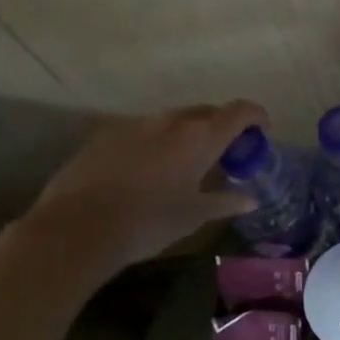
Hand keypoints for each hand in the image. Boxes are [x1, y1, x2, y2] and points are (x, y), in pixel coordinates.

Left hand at [10, 100, 266, 296]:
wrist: (76, 228)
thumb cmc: (148, 222)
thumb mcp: (194, 216)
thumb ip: (226, 202)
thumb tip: (251, 199)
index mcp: (200, 136)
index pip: (240, 111)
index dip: (257, 116)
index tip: (262, 131)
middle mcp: (172, 120)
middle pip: (207, 112)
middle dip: (222, 127)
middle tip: (226, 153)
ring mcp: (137, 124)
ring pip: (173, 120)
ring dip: (188, 134)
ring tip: (186, 162)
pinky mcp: (108, 134)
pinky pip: (144, 131)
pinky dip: (157, 142)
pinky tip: (148, 170)